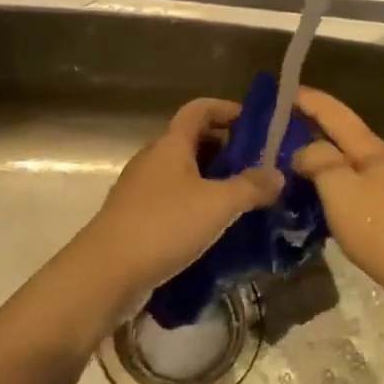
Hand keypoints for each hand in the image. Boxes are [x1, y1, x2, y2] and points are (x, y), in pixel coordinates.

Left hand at [76, 98, 281, 302]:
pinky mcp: (138, 219)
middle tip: (260, 167)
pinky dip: (198, 205)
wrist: (105, 273)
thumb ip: (251, 187)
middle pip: (193, 141)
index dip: (227, 109)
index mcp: (171, 145)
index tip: (257, 125)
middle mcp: (154, 160)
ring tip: (246, 199)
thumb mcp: (218, 204)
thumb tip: (278, 174)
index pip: (199, 110)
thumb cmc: (164, 226)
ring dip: (214, 181)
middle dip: (227, 149)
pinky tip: (217, 228)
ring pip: (185, 174)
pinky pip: (175, 201)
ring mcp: (142, 191)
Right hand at [290, 87, 383, 301]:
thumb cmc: (381, 229)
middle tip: (272, 129)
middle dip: (309, 125)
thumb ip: (319, 161)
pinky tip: (311, 194)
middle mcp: (380, 160)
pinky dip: (326, 181)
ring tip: (284, 159)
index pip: (335, 112)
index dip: (308, 99)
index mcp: (370, 148)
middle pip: (341, 134)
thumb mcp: (341, 190)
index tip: (279, 91)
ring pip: (344, 161)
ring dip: (316, 155)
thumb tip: (304, 150)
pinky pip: (349, 184)